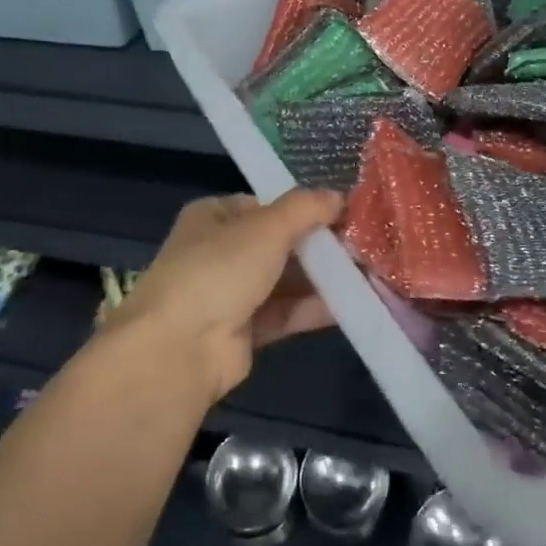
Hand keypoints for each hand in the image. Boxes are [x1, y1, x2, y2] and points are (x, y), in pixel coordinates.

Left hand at [102, 189, 343, 403]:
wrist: (180, 349)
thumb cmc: (219, 270)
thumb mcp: (267, 227)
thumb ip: (306, 208)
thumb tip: (339, 195)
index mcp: (212, 217)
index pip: (263, 205)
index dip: (300, 207)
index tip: (340, 212)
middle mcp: (218, 252)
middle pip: (277, 243)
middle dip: (316, 245)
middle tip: (360, 243)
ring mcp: (229, 294)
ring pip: (283, 280)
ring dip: (320, 277)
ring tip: (366, 272)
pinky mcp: (242, 332)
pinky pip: (284, 313)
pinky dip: (313, 308)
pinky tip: (351, 303)